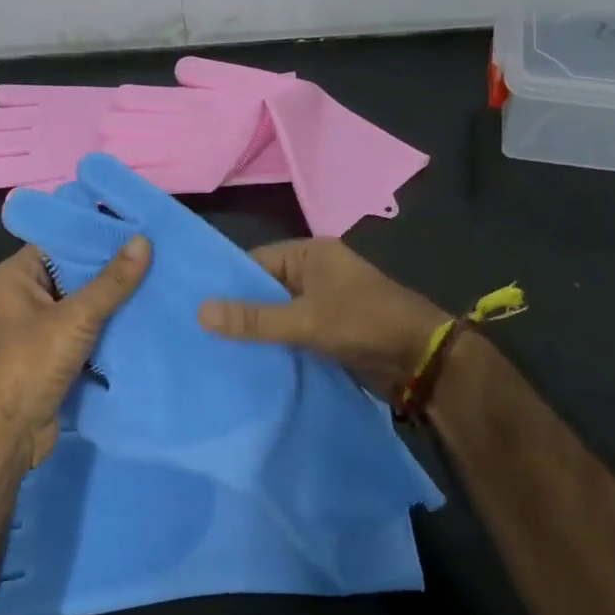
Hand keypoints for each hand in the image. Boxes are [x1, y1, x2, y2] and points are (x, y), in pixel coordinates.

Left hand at [0, 238, 150, 470]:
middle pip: (74, 272)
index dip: (97, 233)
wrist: (9, 433)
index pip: (60, 241)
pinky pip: (86, 329)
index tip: (137, 225)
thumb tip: (143, 241)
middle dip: (112, 268)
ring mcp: (38, 326)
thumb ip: (112, 282)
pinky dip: (110, 325)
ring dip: (114, 299)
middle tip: (157, 252)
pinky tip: (145, 315)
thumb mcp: (76, 318)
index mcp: (15, 276)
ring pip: (83, 302)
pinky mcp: (54, 353)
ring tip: (159, 278)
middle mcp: (24, 296)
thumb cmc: (31, 364)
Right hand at [199, 238, 446, 396]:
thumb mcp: (304, 321)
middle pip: (265, 288)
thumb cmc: (363, 324)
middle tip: (197, 333)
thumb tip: (200, 311)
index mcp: (311, 254)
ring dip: (257, 330)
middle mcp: (316, 272)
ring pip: (279, 313)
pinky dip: (276, 343)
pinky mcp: (331, 328)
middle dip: (239, 310)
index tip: (193, 306)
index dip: (226, 283)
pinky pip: (294, 330)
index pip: (255, 262)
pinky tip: (248, 360)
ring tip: (214, 349)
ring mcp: (325, 301)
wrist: (420, 358)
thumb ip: (254, 318)